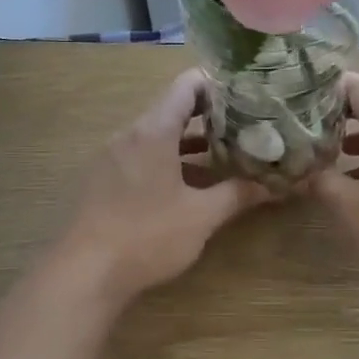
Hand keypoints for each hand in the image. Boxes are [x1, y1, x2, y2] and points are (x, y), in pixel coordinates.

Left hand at [55, 68, 269, 303]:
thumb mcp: (200, 216)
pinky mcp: (103, 181)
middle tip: (246, 128)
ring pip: (157, 137)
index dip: (219, 85)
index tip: (248, 96)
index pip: (187, 85)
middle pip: (173, 110)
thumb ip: (237, 194)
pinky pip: (141, 158)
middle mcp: (129, 135)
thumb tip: (273, 185)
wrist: (84, 273)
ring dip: (190, 144)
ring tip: (226, 156)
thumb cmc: (147, 236)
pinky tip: (189, 186)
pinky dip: (168, 162)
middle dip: (211, 118)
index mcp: (153, 131)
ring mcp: (112, 158)